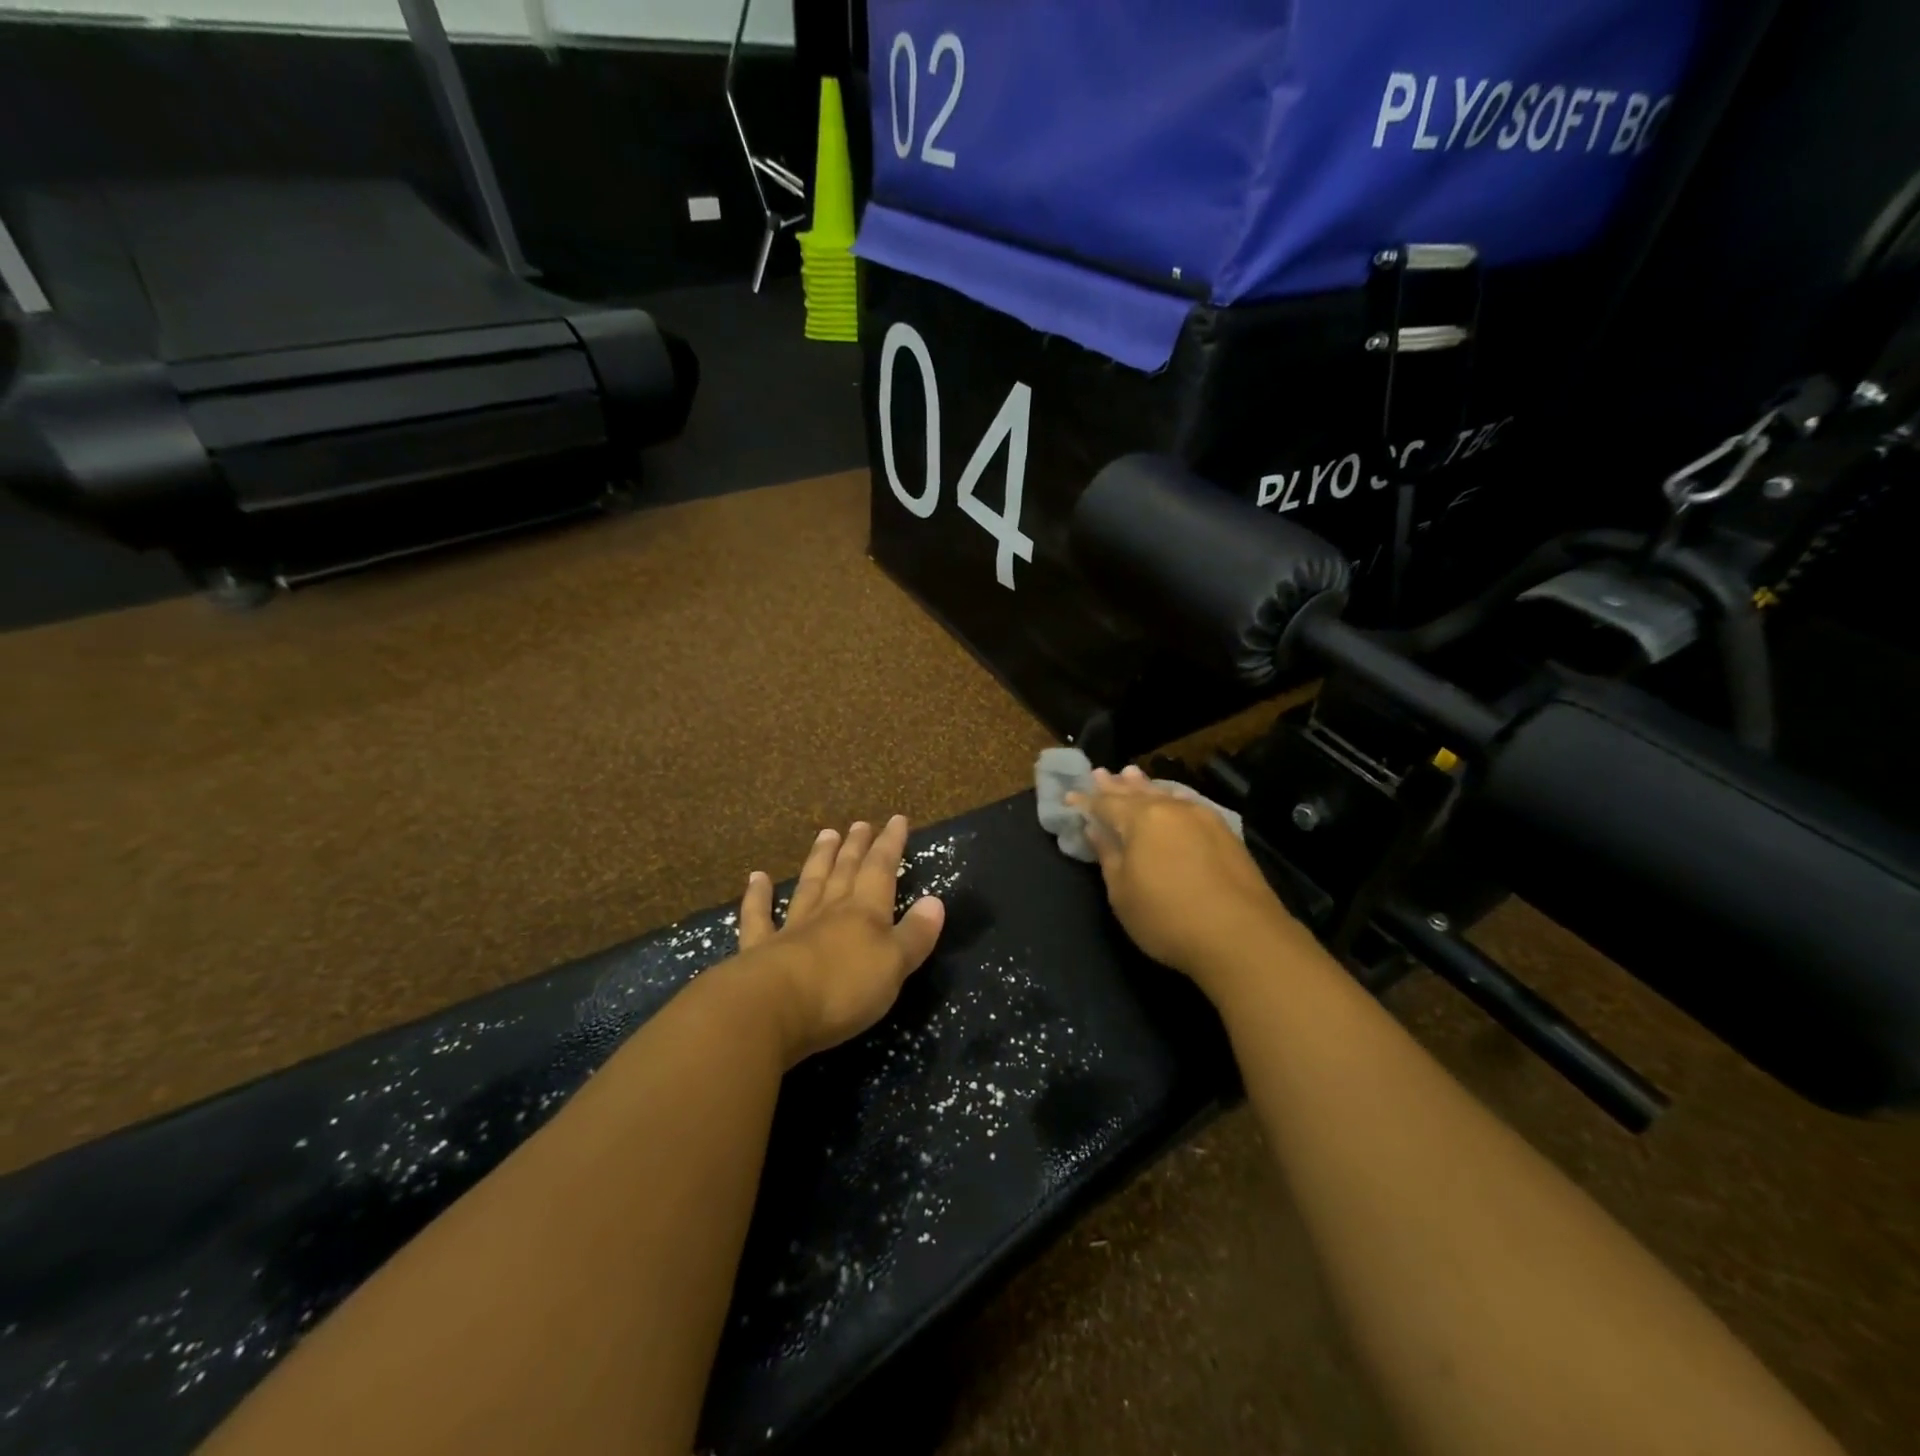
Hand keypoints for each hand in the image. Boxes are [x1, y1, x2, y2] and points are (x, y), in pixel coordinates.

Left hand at [736, 815, 945, 1065]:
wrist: (772, 1009)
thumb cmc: (843, 989)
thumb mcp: (894, 965)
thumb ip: (915, 934)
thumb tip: (935, 901)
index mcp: (865, 913)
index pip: (881, 870)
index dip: (890, 845)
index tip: (897, 819)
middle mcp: (829, 912)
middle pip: (845, 872)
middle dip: (856, 847)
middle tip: (859, 823)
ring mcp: (792, 928)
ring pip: (809, 885)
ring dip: (819, 860)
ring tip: (826, 834)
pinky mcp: (759, 950)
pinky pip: (759, 917)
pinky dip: (757, 896)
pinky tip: (756, 878)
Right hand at [1068, 767, 1303, 996]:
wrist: (1241, 937)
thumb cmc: (1167, 918)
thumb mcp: (1122, 893)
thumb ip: (1108, 855)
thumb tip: (1095, 829)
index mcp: (1140, 819)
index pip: (1105, 804)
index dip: (1087, 801)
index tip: (1071, 796)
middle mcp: (1171, 810)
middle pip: (1137, 793)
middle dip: (1116, 785)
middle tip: (1101, 773)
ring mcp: (1203, 819)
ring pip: (1166, 795)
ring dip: (1146, 786)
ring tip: (1132, 775)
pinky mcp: (1226, 834)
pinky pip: (1190, 804)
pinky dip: (1174, 798)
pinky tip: (1174, 798)